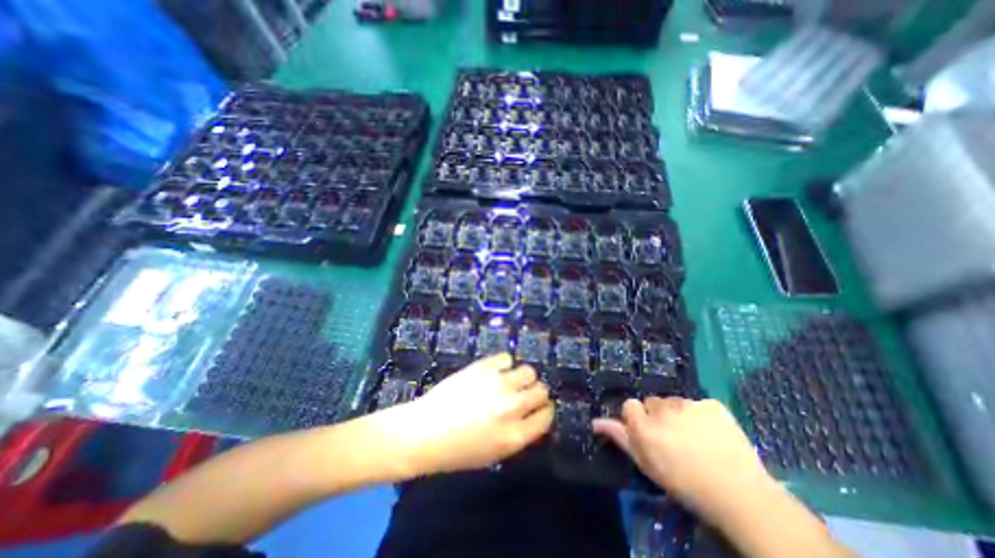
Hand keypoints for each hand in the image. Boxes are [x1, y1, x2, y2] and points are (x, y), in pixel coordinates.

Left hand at [389, 353, 556, 473]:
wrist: (425, 431)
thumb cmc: (458, 450)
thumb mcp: (494, 453)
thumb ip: (519, 434)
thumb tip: (533, 416)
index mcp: (516, 435)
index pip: (546, 415)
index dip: (545, 410)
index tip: (539, 407)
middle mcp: (512, 407)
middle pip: (541, 390)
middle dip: (537, 392)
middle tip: (525, 393)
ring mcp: (498, 384)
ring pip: (528, 370)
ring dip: (524, 376)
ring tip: (512, 380)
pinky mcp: (483, 367)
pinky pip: (506, 357)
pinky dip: (505, 363)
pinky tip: (496, 370)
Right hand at [589, 400, 777, 524]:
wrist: (741, 495)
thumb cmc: (686, 484)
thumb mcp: (648, 465)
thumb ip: (621, 438)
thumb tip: (596, 422)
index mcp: (645, 426)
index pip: (630, 405)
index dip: (638, 419)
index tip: (649, 434)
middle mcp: (662, 409)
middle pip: (652, 402)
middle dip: (658, 416)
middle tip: (673, 439)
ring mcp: (689, 404)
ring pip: (674, 402)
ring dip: (679, 415)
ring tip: (695, 438)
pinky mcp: (711, 404)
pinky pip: (698, 404)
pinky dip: (702, 415)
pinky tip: (712, 434)